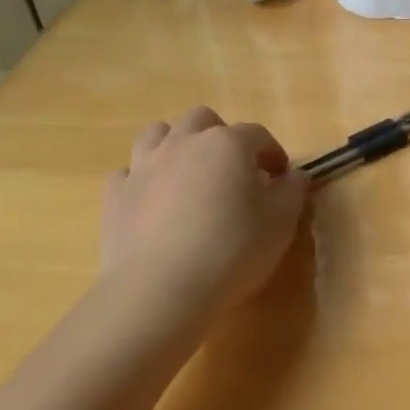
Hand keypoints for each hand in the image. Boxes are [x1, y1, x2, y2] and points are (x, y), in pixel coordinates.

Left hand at [100, 107, 309, 338]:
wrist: (160, 289)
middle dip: (220, 136)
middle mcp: (184, 143)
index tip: (280, 177)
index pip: (257, 135)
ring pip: (157, 134)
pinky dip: (143, 179)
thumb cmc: (233, 249)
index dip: (272, 153)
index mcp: (229, 144)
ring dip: (176, 145)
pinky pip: (128, 172)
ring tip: (189, 174)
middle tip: (232, 169)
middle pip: (202, 120)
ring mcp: (144, 166)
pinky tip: (154, 202)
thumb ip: (293, 191)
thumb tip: (294, 176)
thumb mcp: (281, 222)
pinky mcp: (115, 195)